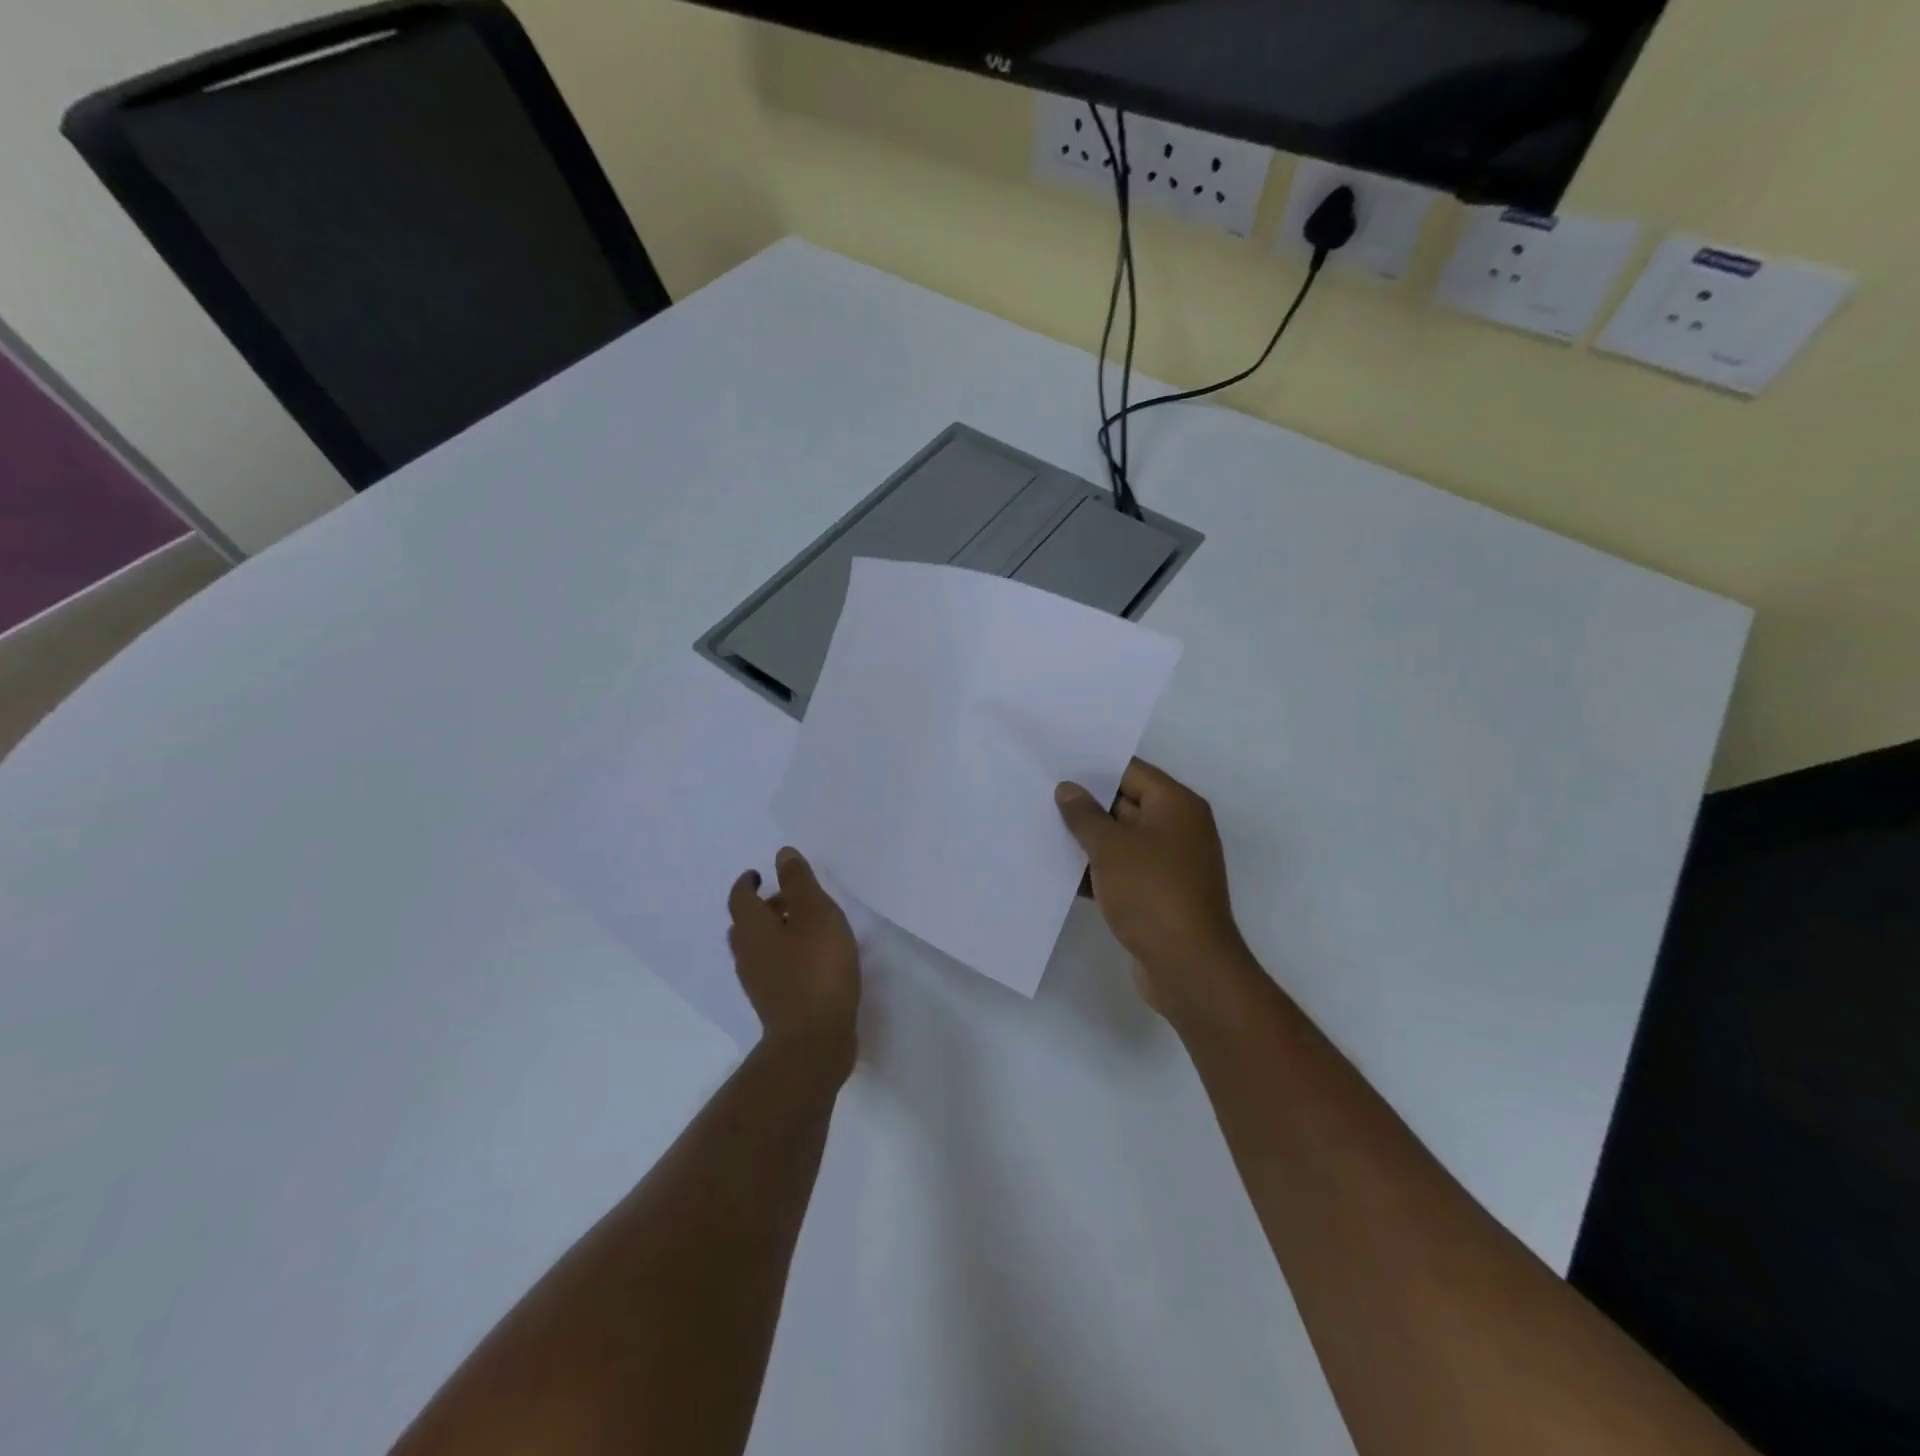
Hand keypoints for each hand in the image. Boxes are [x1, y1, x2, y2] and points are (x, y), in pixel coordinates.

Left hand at [728, 848, 860, 1069]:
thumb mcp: (815, 913)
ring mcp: (758, 982)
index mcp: (752, 928)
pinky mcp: (774, 1003)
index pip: (740, 897)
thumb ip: (799, 882)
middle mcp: (747, 954)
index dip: (747, 882)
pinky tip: (811, 959)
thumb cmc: (816, 967)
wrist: (814, 1039)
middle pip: (745, 924)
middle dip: (762, 907)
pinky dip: (784, 955)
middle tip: (787, 898)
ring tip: (804, 926)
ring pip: (757, 948)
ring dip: (773, 932)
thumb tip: (781, 854)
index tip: (759, 874)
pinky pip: (772, 968)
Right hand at [1055, 759, 1253, 1021]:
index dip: (1093, 768)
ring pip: (1122, 840)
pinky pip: (1123, 870)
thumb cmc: (1152, 892)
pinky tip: (1061, 873)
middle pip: (1126, 804)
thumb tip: (1067, 789)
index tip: (1055, 766)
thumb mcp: (1111, 847)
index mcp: (1176, 805)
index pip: (1131, 771)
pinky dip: (1098, 870)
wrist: (1188, 966)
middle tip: (1040, 797)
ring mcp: (1170, 864)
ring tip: (1041, 831)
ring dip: (1088, 841)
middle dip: (1086, 805)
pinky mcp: (1159, 895)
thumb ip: (1085, 815)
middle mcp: (1178, 829)